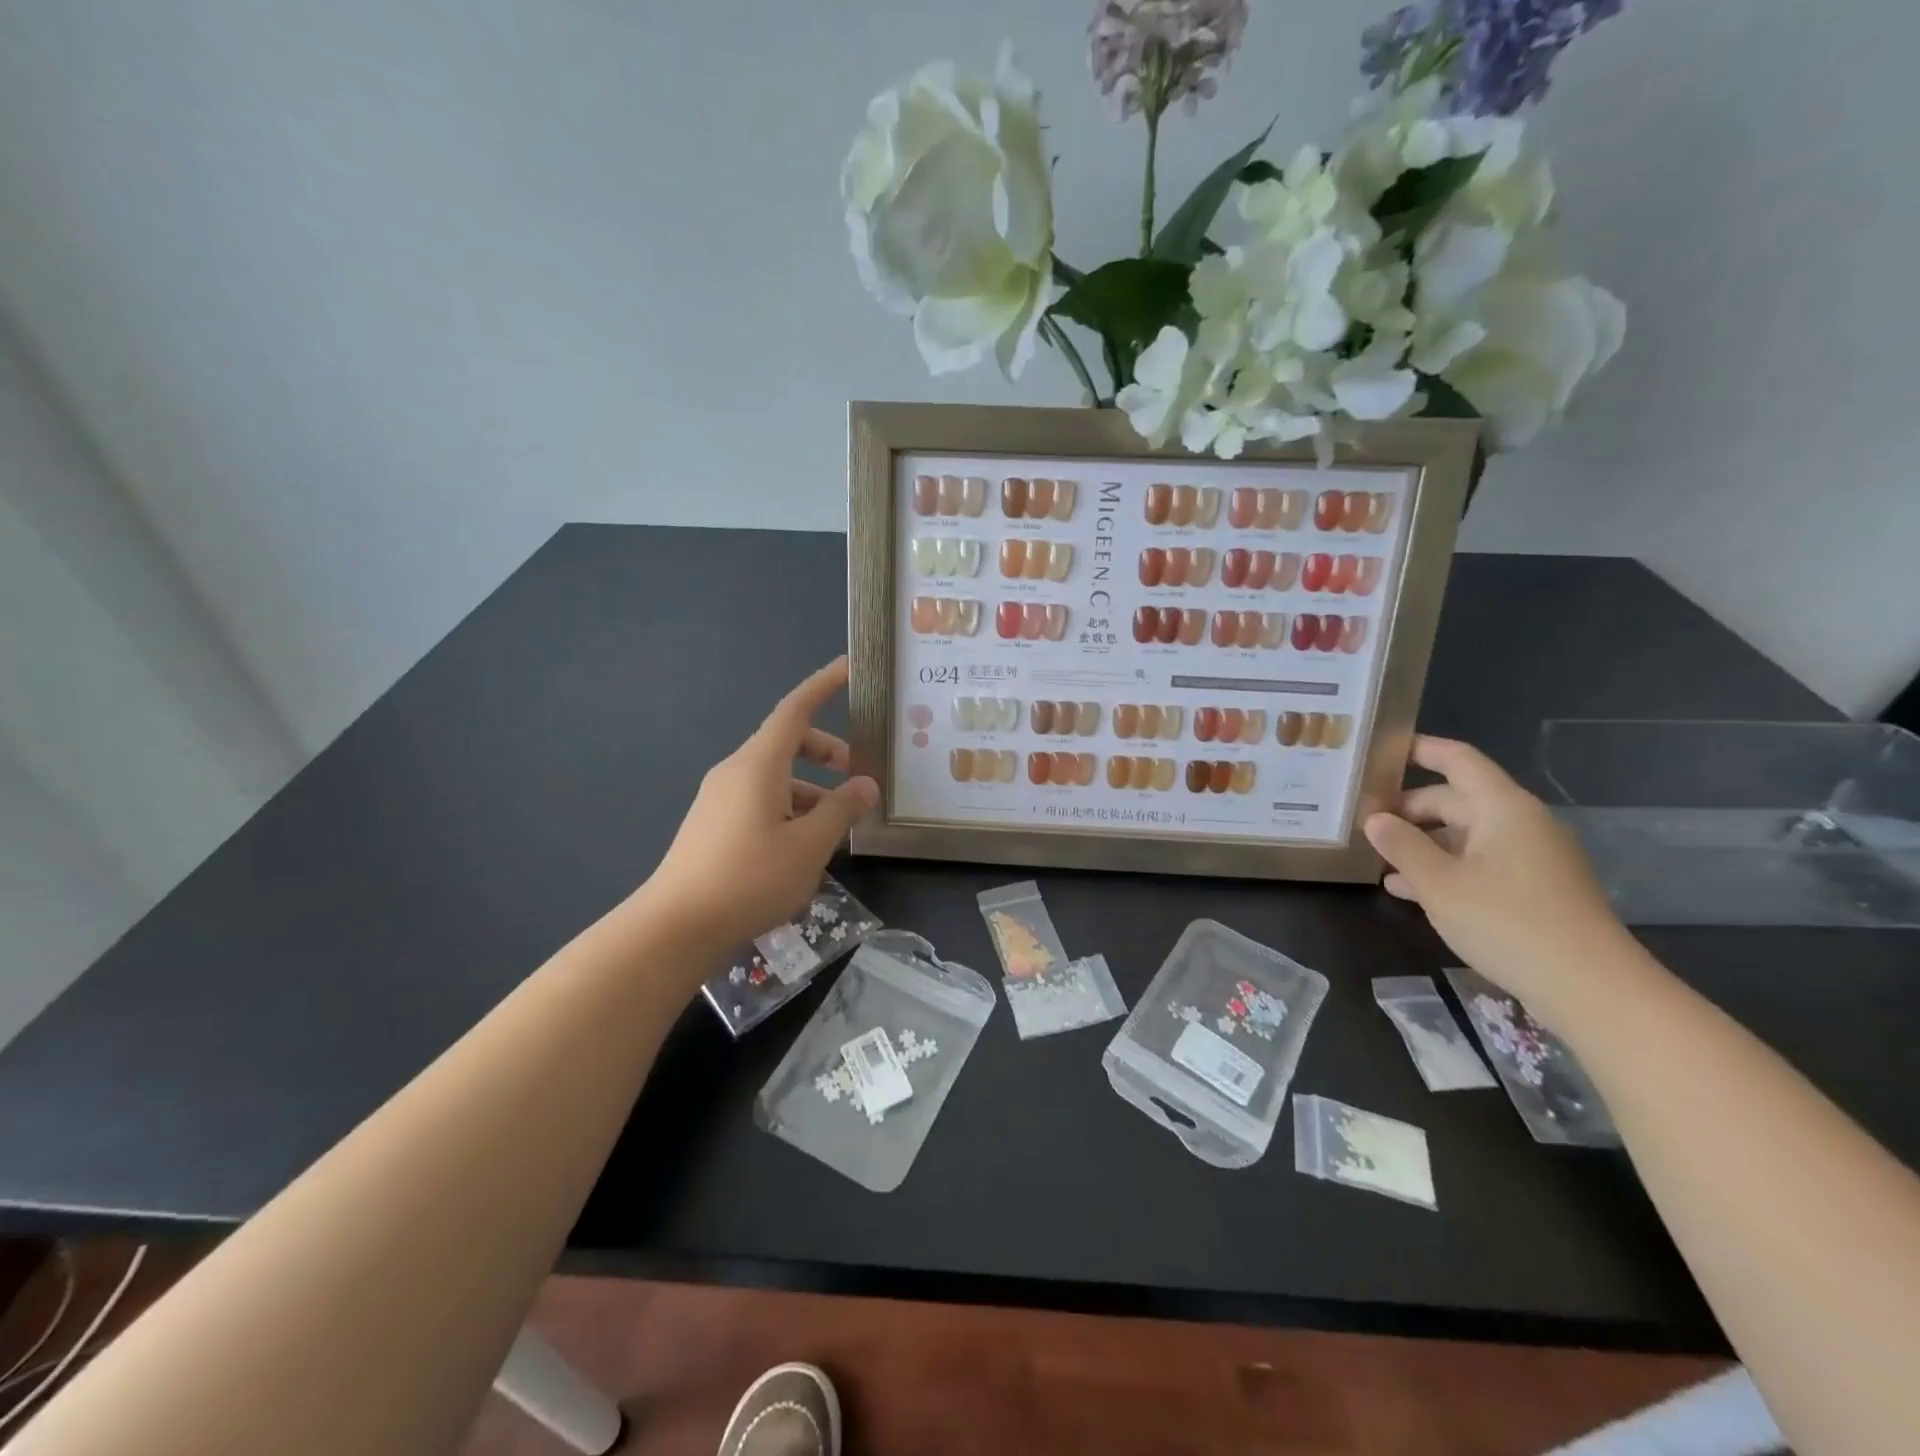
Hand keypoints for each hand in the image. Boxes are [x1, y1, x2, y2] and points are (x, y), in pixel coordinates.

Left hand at [639, 658, 877, 952]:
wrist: (675, 927)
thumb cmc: (749, 879)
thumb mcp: (809, 846)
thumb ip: (841, 810)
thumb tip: (865, 785)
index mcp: (758, 765)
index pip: (796, 709)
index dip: (823, 686)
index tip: (849, 668)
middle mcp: (736, 772)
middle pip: (787, 743)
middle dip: (826, 752)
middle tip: (856, 776)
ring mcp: (719, 799)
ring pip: (775, 777)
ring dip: (811, 789)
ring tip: (837, 827)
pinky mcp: (713, 825)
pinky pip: (759, 800)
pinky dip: (789, 808)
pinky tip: (804, 848)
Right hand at [1364, 736, 1644, 1026]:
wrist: (1592, 990)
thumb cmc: (1508, 923)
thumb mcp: (1439, 884)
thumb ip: (1401, 845)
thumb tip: (1374, 819)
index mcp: (1502, 808)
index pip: (1457, 760)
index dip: (1419, 750)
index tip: (1377, 752)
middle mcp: (1519, 823)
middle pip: (1454, 799)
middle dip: (1407, 808)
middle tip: (1360, 821)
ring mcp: (1529, 857)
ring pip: (1462, 835)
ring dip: (1420, 842)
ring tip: (1374, 856)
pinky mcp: (1532, 889)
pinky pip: (1478, 863)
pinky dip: (1443, 867)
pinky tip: (1406, 890)